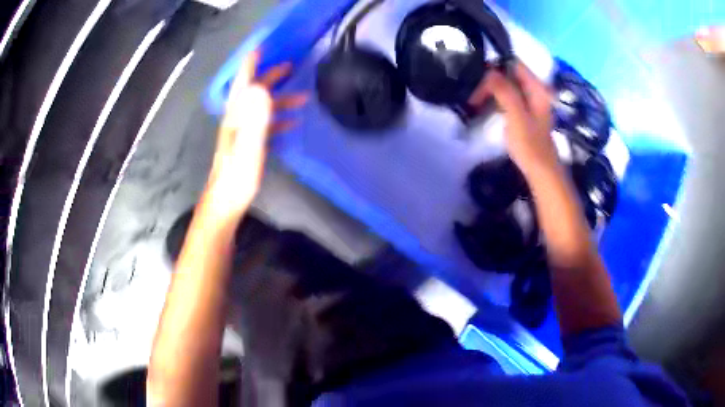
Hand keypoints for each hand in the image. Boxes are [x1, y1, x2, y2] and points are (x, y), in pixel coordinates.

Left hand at [202, 51, 307, 222]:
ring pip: (262, 109)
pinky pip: (265, 126)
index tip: (261, 48)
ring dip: (280, 100)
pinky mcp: (249, 145)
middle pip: (254, 92)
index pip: (243, 83)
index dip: (250, 65)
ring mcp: (243, 133)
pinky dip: (278, 120)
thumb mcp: (248, 148)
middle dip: (270, 77)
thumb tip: (261, 88)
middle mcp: (237, 120)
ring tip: (302, 97)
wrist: (226, 203)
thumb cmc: (236, 178)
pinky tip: (292, 122)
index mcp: (236, 117)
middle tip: (290, 65)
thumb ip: (255, 119)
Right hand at [468, 62, 558, 175]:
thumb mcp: (516, 115)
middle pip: (510, 74)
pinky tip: (485, 108)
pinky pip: (508, 98)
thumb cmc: (530, 144)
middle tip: (474, 96)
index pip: (514, 64)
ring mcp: (531, 102)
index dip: (496, 68)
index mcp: (537, 88)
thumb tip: (489, 71)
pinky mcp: (525, 113)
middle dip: (491, 81)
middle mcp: (536, 91)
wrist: (540, 171)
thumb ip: (504, 90)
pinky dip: (496, 100)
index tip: (478, 80)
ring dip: (491, 91)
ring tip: (476, 102)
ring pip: (507, 86)